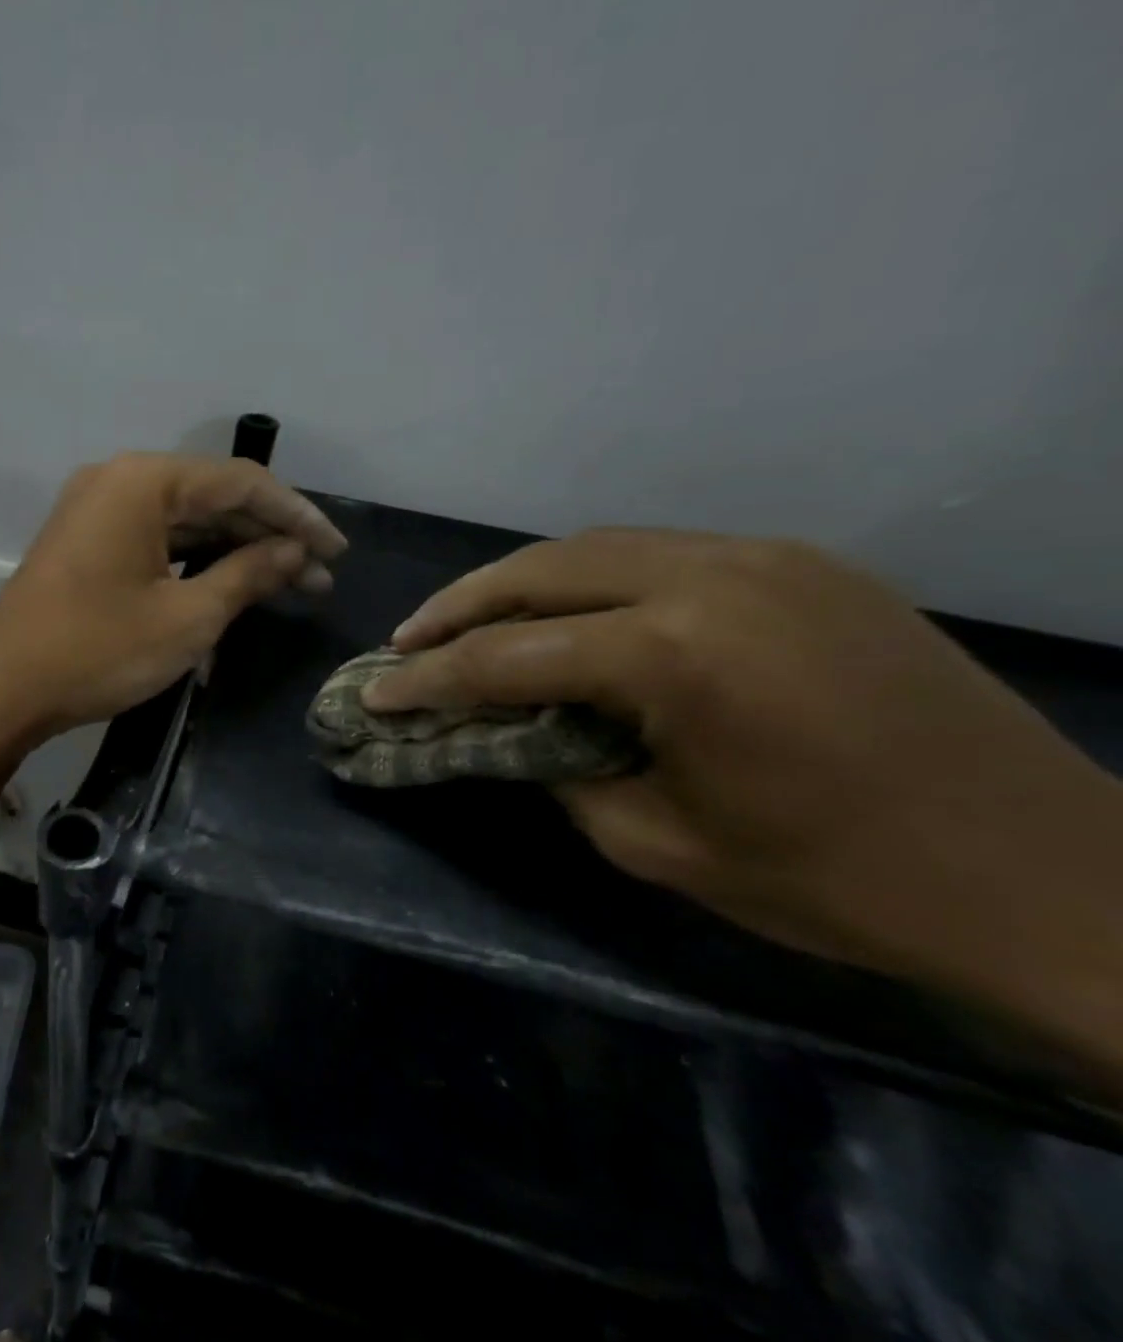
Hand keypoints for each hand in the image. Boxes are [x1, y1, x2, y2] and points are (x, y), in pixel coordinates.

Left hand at [0, 452, 346, 747]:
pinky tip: (233, 579)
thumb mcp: (187, 617)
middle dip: (268, 535)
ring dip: (235, 548)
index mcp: (143, 482)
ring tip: (289, 582)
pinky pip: (156, 536)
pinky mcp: (87, 540)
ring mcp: (97, 509)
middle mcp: (118, 479)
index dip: (296, 515)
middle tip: (318, 576)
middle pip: (212, 496)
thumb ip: (248, 574)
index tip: (336, 550)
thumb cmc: (98, 651)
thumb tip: (296, 553)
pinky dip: (196, 556)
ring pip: (185, 518)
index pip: (241, 482)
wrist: (1, 691)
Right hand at [363, 529, 1122, 1076]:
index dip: (428, 679)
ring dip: (519, 584)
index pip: (507, 657)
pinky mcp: (799, 563)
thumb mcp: (658, 842)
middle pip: (537, 571)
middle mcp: (711, 577)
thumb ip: (559, 769)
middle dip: (457, 608)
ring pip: (593, 547)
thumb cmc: (840, 882)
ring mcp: (763, 557)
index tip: (375, 691)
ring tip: (471, 623)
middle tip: (408, 644)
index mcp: (675, 654)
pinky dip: (590, 580)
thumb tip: (507, 729)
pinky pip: (659, 554)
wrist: (1053, 879)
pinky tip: (571, 616)